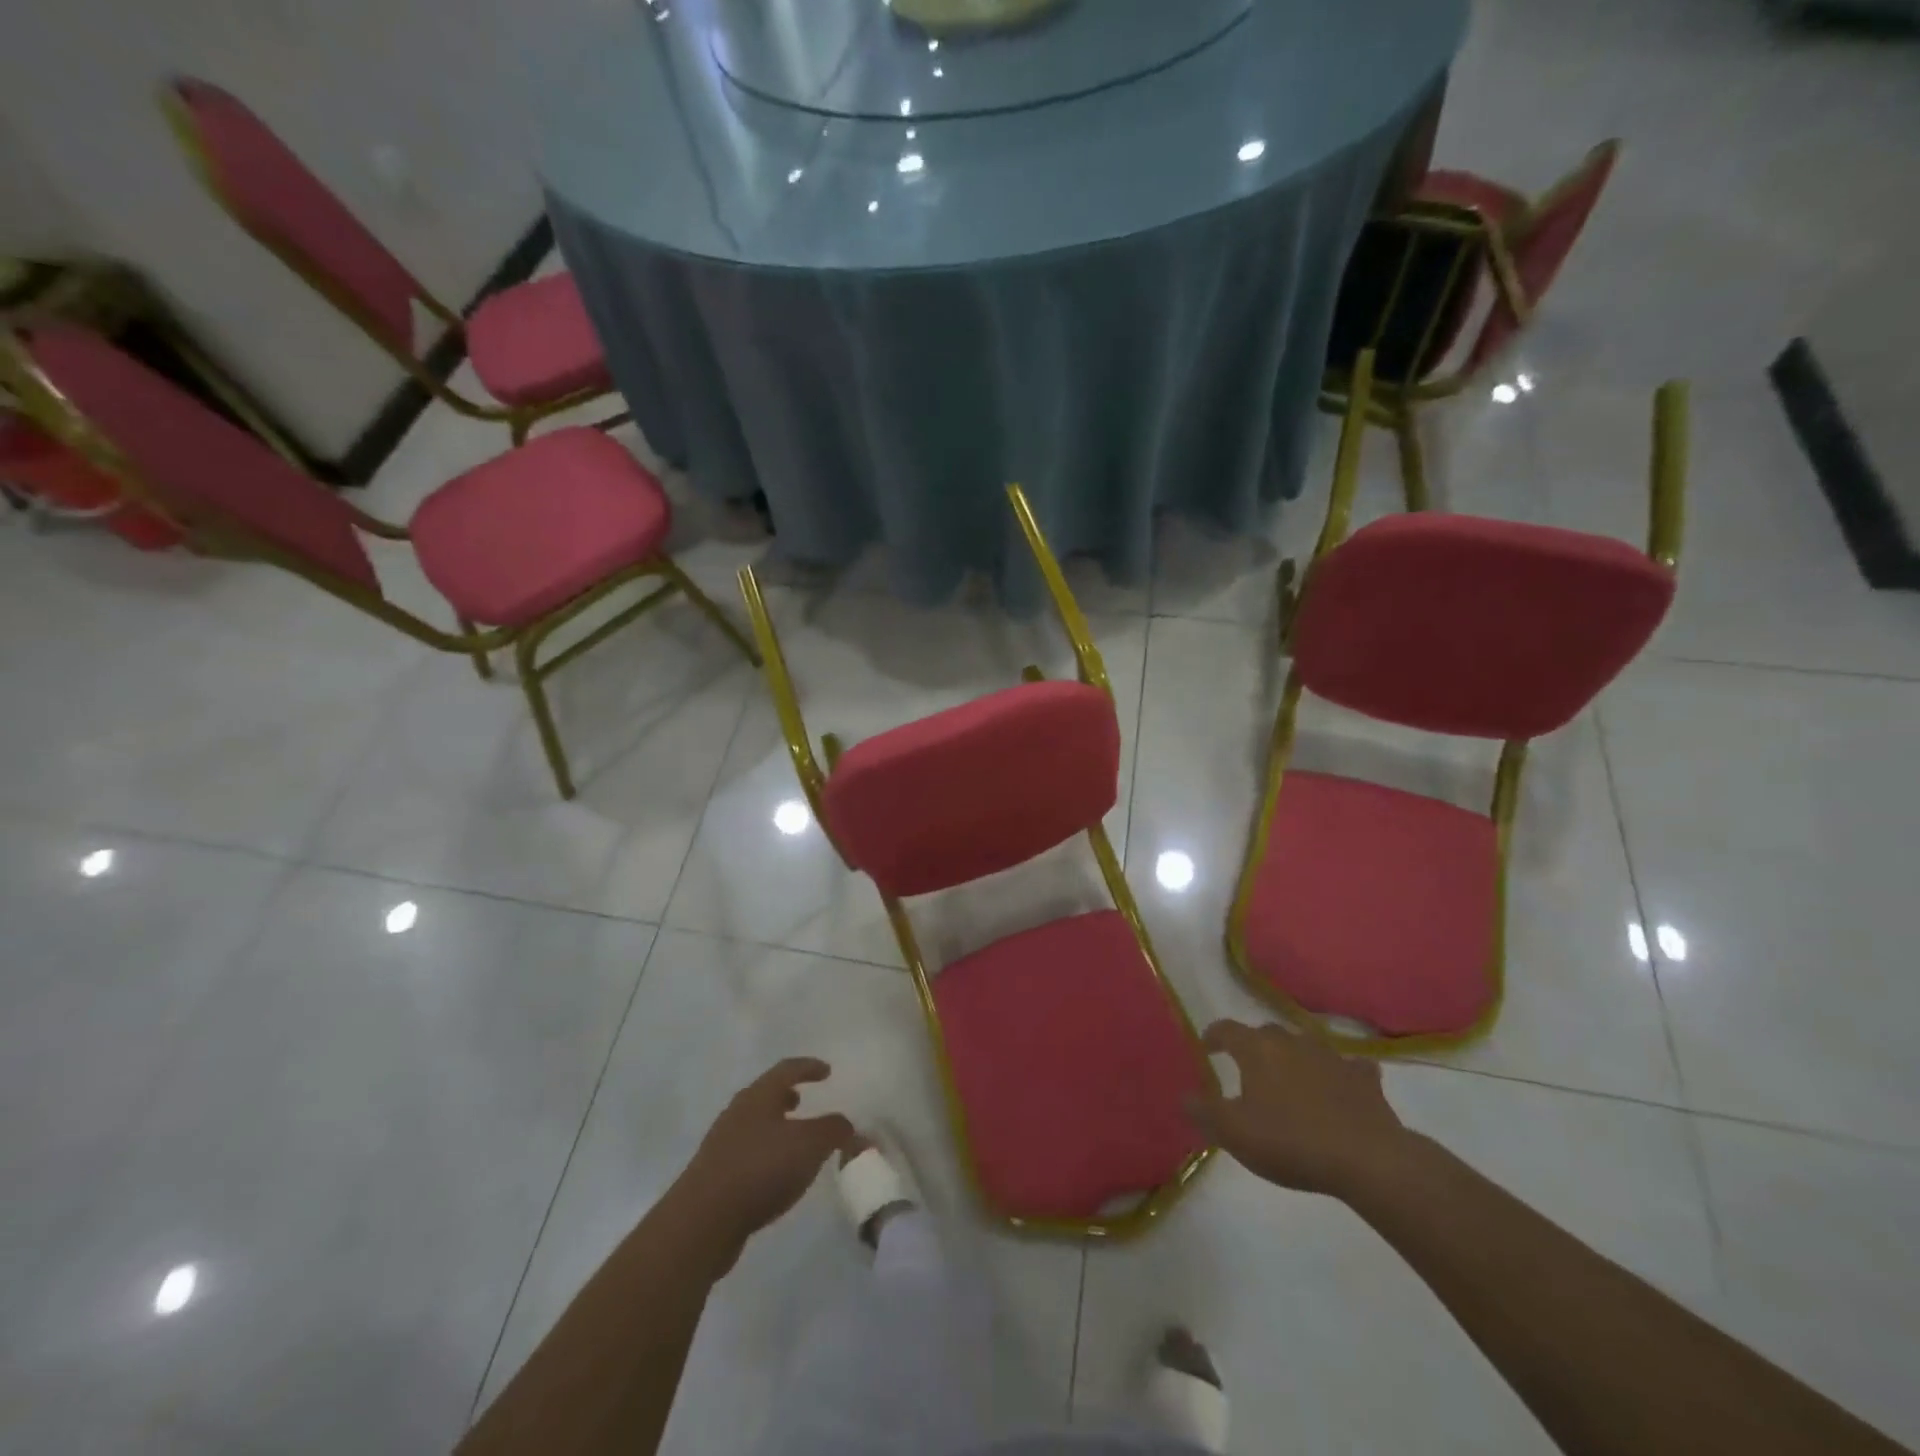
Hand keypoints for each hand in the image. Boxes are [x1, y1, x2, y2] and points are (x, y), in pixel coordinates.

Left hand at [673, 1058, 855, 1265]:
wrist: (701, 1222)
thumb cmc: (760, 1169)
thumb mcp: (810, 1145)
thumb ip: (833, 1130)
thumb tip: (847, 1124)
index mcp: (758, 1096)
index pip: (787, 1069)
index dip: (809, 1067)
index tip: (827, 1071)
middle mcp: (737, 1113)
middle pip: (765, 1095)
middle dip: (786, 1095)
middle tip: (804, 1099)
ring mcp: (722, 1144)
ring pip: (754, 1124)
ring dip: (775, 1126)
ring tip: (793, 1139)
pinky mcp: (714, 1176)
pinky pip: (747, 1153)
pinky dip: (766, 1153)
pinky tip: (776, 1174)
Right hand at [1187, 1020, 1415, 1199]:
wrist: (1367, 1159)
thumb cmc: (1290, 1142)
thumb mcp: (1234, 1133)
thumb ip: (1204, 1112)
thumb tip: (1186, 1096)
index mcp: (1257, 1049)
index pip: (1227, 1030)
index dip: (1213, 1036)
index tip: (1207, 1048)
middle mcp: (1291, 1041)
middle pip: (1266, 1033)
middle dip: (1255, 1047)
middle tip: (1249, 1070)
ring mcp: (1331, 1057)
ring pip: (1306, 1045)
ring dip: (1296, 1056)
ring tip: (1292, 1076)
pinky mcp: (1363, 1079)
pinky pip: (1350, 1067)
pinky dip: (1343, 1073)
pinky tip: (1343, 1084)